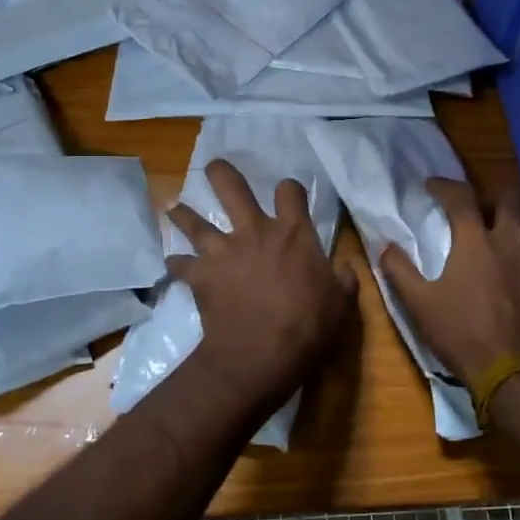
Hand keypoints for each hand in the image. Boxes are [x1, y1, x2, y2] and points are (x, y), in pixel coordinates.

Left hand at [166, 159, 358, 419]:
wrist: (260, 353)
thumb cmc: (307, 326)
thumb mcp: (341, 302)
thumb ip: (343, 279)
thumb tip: (346, 267)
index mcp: (292, 233)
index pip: (290, 192)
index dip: (289, 189)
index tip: (288, 194)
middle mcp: (254, 232)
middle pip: (232, 189)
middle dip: (221, 174)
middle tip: (213, 166)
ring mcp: (223, 251)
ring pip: (196, 223)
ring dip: (184, 215)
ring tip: (174, 207)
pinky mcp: (201, 276)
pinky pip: (181, 265)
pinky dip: (177, 264)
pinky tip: (172, 265)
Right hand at [379, 177, 519, 390]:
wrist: (514, 374)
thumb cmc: (462, 335)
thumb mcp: (419, 305)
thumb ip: (399, 271)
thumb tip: (385, 246)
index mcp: (476, 242)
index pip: (461, 197)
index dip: (445, 186)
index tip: (432, 186)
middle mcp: (511, 244)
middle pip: (512, 200)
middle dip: (494, 195)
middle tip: (479, 207)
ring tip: (507, 234)